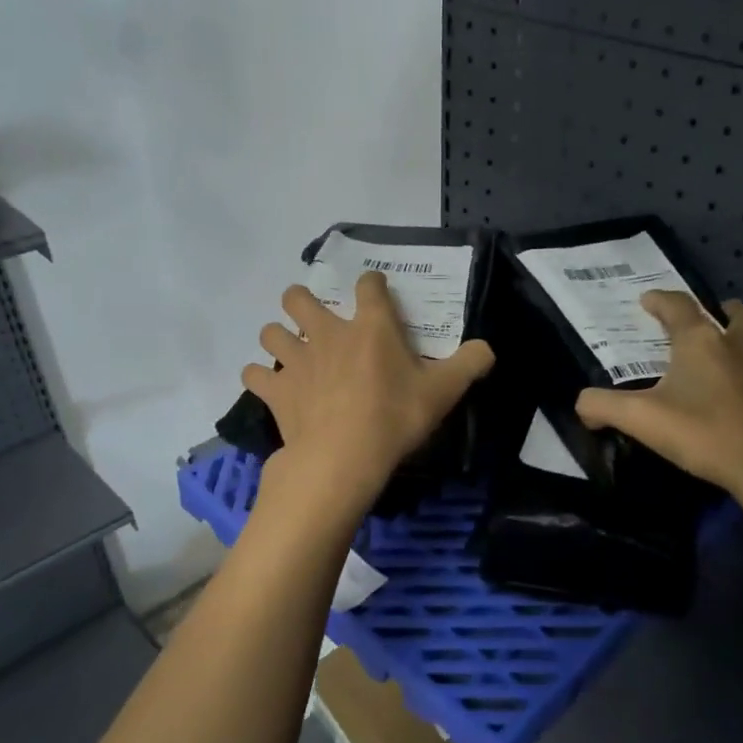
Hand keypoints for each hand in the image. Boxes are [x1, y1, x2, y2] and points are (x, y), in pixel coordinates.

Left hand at [242, 271, 494, 513]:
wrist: (344, 457)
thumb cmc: (395, 418)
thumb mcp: (444, 392)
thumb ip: (469, 364)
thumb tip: (488, 348)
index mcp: (370, 327)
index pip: (369, 286)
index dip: (373, 285)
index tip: (375, 292)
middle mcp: (327, 333)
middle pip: (298, 297)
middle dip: (301, 301)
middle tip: (314, 319)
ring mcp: (295, 360)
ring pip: (270, 332)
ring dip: (277, 337)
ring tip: (290, 353)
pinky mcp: (276, 390)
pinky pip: (253, 375)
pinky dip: (259, 378)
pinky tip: (269, 387)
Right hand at [575, 292, 742, 507]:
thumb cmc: (700, 434)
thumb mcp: (639, 420)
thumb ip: (602, 407)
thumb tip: (580, 405)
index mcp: (700, 344)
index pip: (677, 307)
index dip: (661, 300)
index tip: (648, 301)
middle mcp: (741, 347)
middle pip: (741, 314)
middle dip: (728, 312)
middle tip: (717, 321)